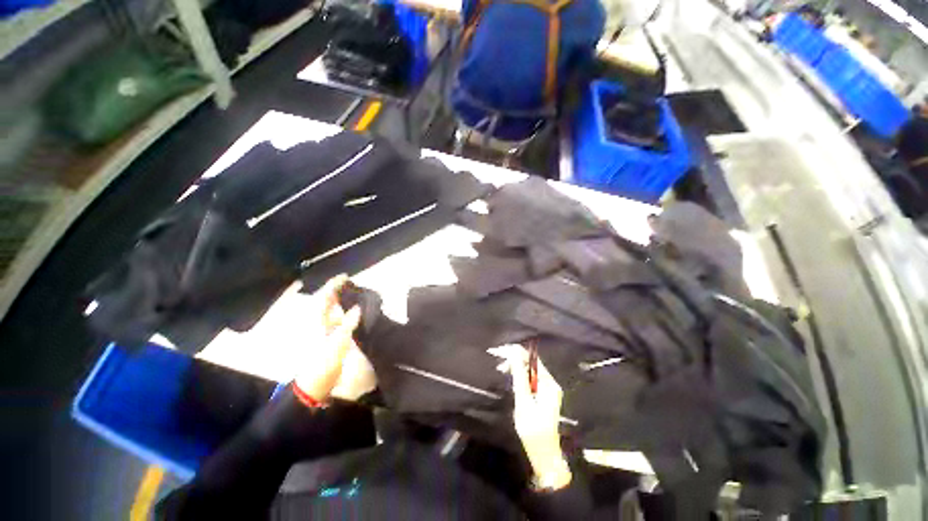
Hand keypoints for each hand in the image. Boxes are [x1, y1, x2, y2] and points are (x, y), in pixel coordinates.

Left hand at [293, 274, 374, 401]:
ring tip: (358, 294)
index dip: (334, 285)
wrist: (316, 384)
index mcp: (318, 321)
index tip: (345, 276)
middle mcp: (320, 322)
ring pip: (334, 311)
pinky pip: (340, 321)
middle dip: (339, 291)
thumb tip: (357, 308)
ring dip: (344, 302)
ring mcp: (326, 330)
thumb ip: (348, 324)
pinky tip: (357, 314)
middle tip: (354, 284)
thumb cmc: (323, 362)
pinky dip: (348, 314)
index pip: (325, 298)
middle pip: (328, 302)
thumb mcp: (337, 342)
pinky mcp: (332, 338)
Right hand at [490, 344, 571, 489]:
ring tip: (502, 371)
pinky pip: (530, 380)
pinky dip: (519, 377)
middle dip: (515, 360)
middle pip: (531, 364)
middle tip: (499, 364)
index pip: (532, 359)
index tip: (501, 351)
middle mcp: (550, 383)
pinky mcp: (542, 395)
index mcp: (549, 383)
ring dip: (516, 368)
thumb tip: (514, 353)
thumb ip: (519, 376)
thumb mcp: (523, 401)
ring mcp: (547, 389)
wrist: (543, 453)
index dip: (517, 352)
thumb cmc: (533, 429)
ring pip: (529, 371)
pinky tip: (511, 380)